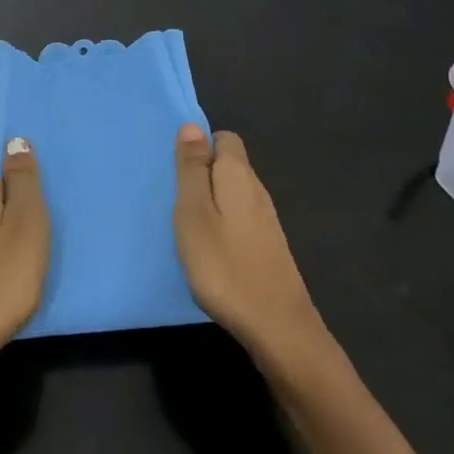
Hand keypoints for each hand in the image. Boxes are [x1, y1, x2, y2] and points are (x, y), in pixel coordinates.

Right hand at [174, 125, 326, 367]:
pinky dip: (223, 224)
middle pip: (229, 165)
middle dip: (203, 174)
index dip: (200, 147)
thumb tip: (192, 125)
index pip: (224, 138)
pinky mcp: (269, 246)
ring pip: (234, 193)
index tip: (177, 172)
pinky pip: (240, 218)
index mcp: (238, 174)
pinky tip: (211, 249)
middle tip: (176, 201)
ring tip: (188, 226)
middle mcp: (257, 189)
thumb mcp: (194, 213)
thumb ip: (192, 168)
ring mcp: (266, 220)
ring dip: (211, 202)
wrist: (277, 328)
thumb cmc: (224, 265)